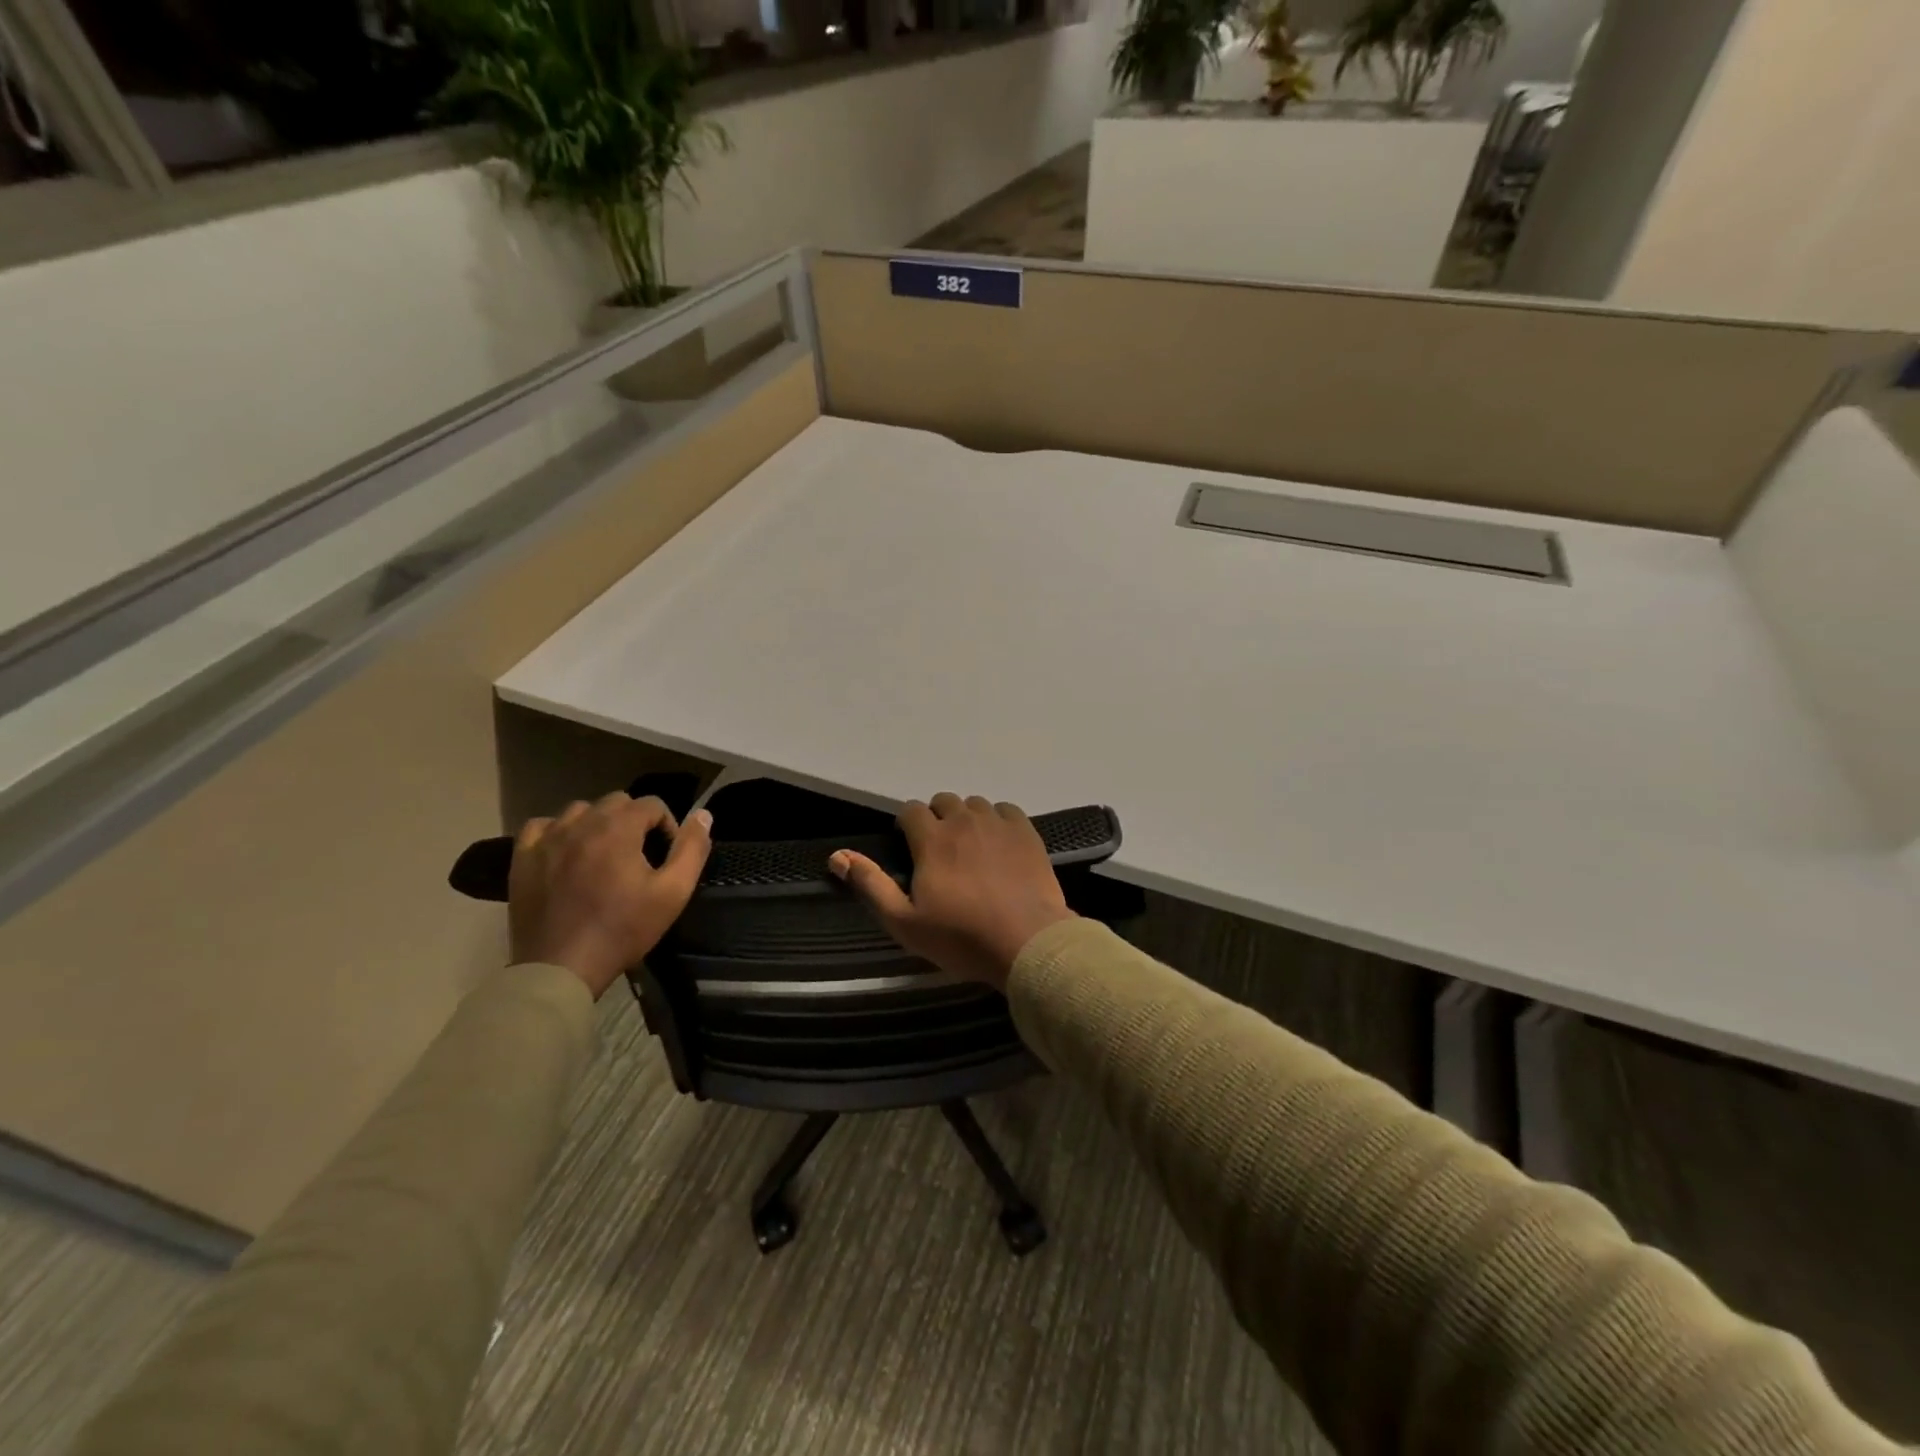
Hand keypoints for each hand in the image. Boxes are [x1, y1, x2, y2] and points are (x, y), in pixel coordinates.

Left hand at [508, 794, 712, 998]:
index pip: (652, 804)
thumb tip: (703, 815)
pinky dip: (558, 832)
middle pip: (616, 802)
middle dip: (634, 821)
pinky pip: (541, 826)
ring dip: (598, 824)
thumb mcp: (673, 893)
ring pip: (580, 811)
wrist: (562, 967)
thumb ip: (692, 849)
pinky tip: (566, 852)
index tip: (666, 856)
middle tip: (639, 856)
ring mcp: (548, 840)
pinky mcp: (523, 859)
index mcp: (618, 829)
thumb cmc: (623, 930)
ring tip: (604, 855)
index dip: (667, 826)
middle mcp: (581, 824)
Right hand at [829, 793, 1075, 989]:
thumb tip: (837, 856)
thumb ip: (871, 885)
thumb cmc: (961, 937)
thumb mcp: (904, 921)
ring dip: (967, 818)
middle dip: (936, 818)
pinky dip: (998, 820)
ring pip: (975, 804)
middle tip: (940, 850)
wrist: (1026, 942)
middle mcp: (963, 821)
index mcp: (932, 839)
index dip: (906, 824)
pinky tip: (999, 843)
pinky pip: (1006, 810)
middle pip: (944, 801)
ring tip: (970, 847)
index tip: (910, 846)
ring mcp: (998, 824)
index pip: (911, 810)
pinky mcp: (1026, 833)